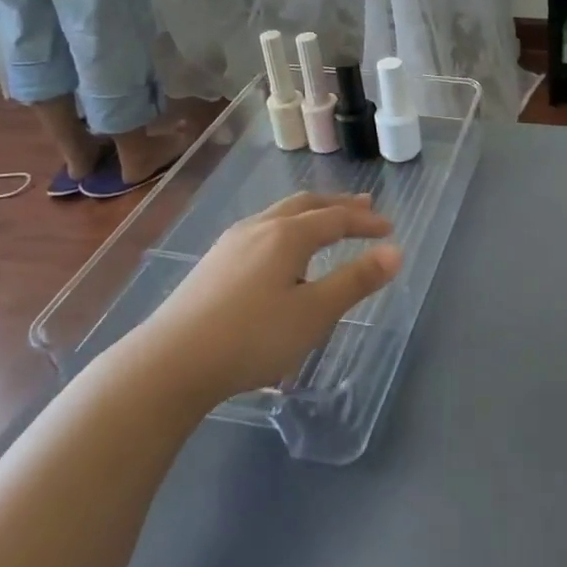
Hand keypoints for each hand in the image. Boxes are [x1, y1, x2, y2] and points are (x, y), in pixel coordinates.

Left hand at [133, 193, 401, 406]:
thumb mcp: (314, 313)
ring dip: (310, 214)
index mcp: (288, 235)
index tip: (389, 228)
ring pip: (279, 215)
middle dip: (338, 205)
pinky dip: (287, 228)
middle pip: (306, 204)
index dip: (365, 221)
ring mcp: (231, 243)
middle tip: (364, 205)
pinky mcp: (213, 263)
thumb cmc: (253, 337)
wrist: (171, 362)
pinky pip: (262, 230)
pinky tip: (280, 252)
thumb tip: (395, 252)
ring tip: (325, 223)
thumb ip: (355, 281)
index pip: (336, 218)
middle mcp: (260, 227)